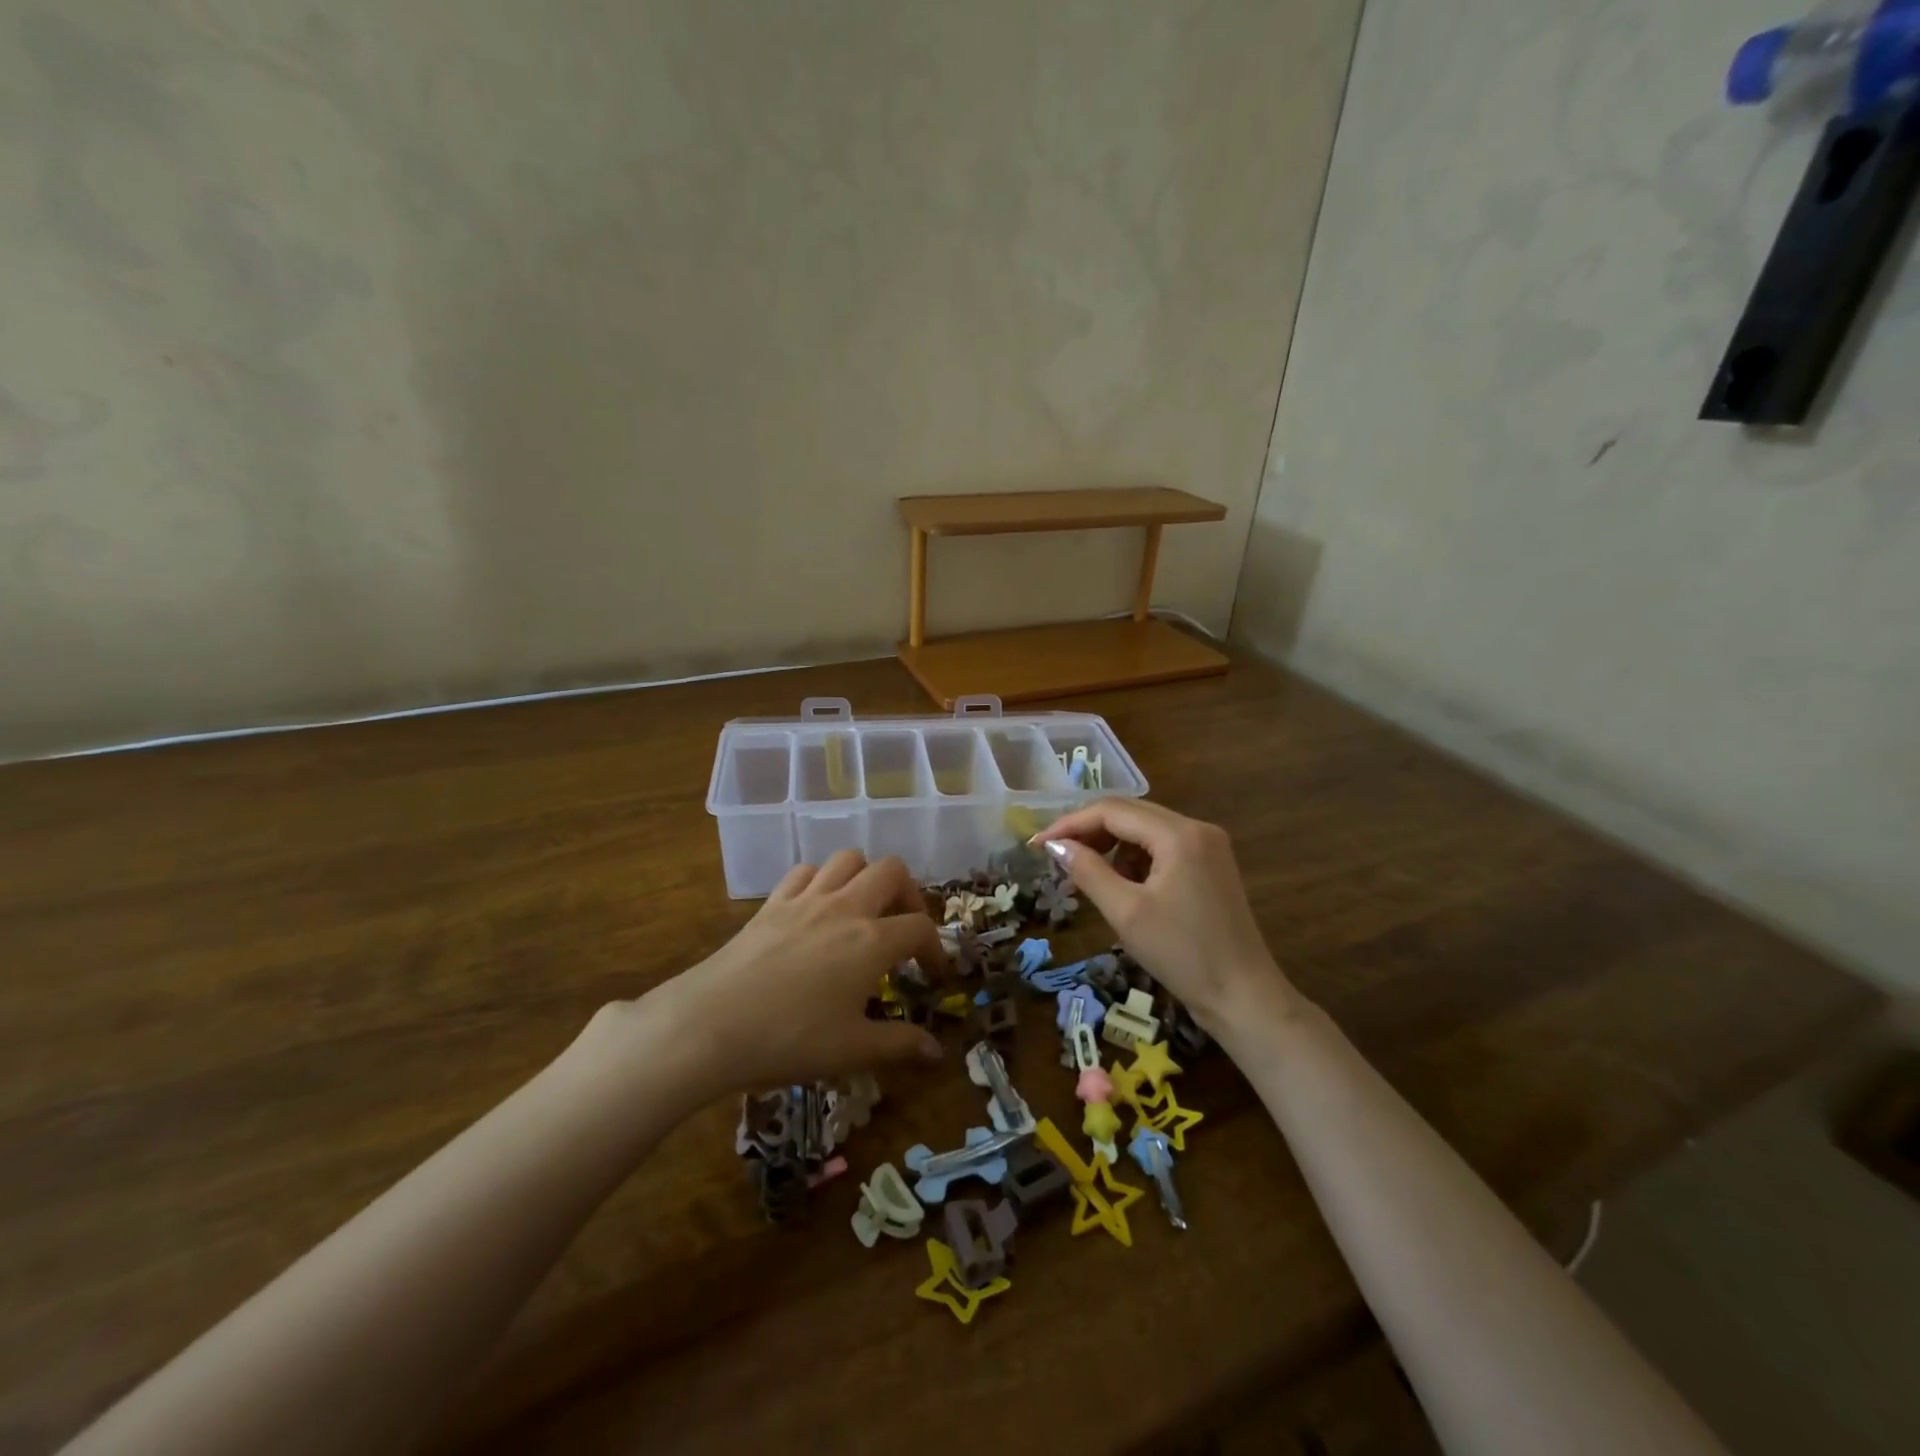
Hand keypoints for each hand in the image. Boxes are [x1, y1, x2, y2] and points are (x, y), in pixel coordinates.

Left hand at [629, 850, 946, 1097]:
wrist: (712, 1024)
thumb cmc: (790, 1039)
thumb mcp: (852, 1050)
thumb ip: (900, 1045)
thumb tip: (937, 1053)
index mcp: (873, 941)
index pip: (920, 927)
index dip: (936, 948)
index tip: (933, 975)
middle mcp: (846, 908)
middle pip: (892, 871)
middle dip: (908, 894)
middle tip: (902, 927)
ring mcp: (807, 899)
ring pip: (849, 859)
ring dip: (865, 877)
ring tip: (864, 909)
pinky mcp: (773, 902)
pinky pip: (806, 871)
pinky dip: (821, 880)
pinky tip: (817, 908)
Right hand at [1032, 799, 1297, 1035]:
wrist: (1243, 997)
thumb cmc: (1182, 955)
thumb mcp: (1126, 912)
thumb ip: (1087, 871)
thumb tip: (1054, 846)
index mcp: (1179, 834)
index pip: (1113, 811)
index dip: (1070, 824)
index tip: (1037, 845)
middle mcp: (1196, 828)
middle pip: (1130, 814)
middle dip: (1089, 831)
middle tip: (1055, 856)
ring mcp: (1208, 846)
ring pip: (1145, 830)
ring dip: (1111, 845)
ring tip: (1084, 873)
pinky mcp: (1210, 866)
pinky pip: (1162, 847)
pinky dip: (1135, 859)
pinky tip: (1120, 884)